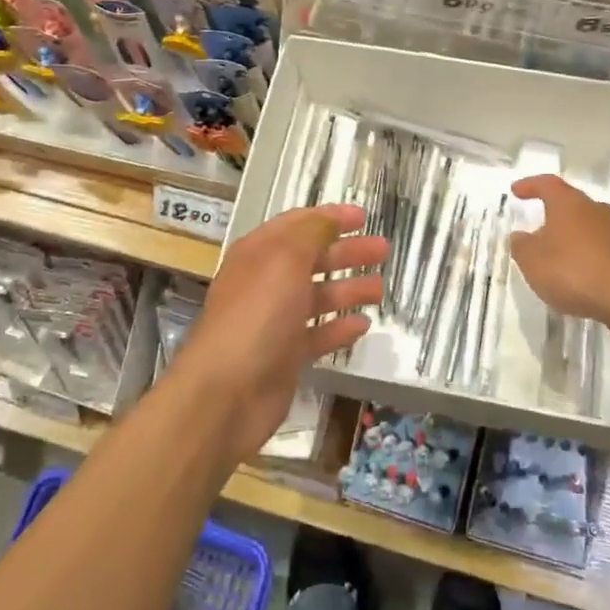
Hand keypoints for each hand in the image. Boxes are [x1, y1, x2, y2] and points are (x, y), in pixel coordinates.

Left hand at [179, 205, 386, 459]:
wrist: (226, 393)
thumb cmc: (257, 314)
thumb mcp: (285, 259)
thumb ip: (311, 233)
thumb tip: (330, 217)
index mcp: (260, 253)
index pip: (298, 225)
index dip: (330, 218)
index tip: (364, 217)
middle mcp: (266, 282)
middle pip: (312, 259)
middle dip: (347, 252)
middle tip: (383, 250)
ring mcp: (275, 321)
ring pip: (318, 297)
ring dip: (348, 289)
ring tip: (380, 289)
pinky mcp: (285, 356)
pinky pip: (317, 334)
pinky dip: (339, 327)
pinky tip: (363, 325)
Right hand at [508, 175, 609, 325]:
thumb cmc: (572, 270)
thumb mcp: (532, 260)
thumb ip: (521, 245)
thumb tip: (520, 236)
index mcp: (568, 202)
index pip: (547, 184)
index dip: (530, 186)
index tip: (516, 191)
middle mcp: (594, 209)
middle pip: (571, 203)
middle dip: (553, 213)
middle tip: (537, 225)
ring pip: (587, 225)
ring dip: (571, 235)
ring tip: (556, 253)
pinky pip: (600, 246)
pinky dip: (586, 254)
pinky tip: (577, 272)